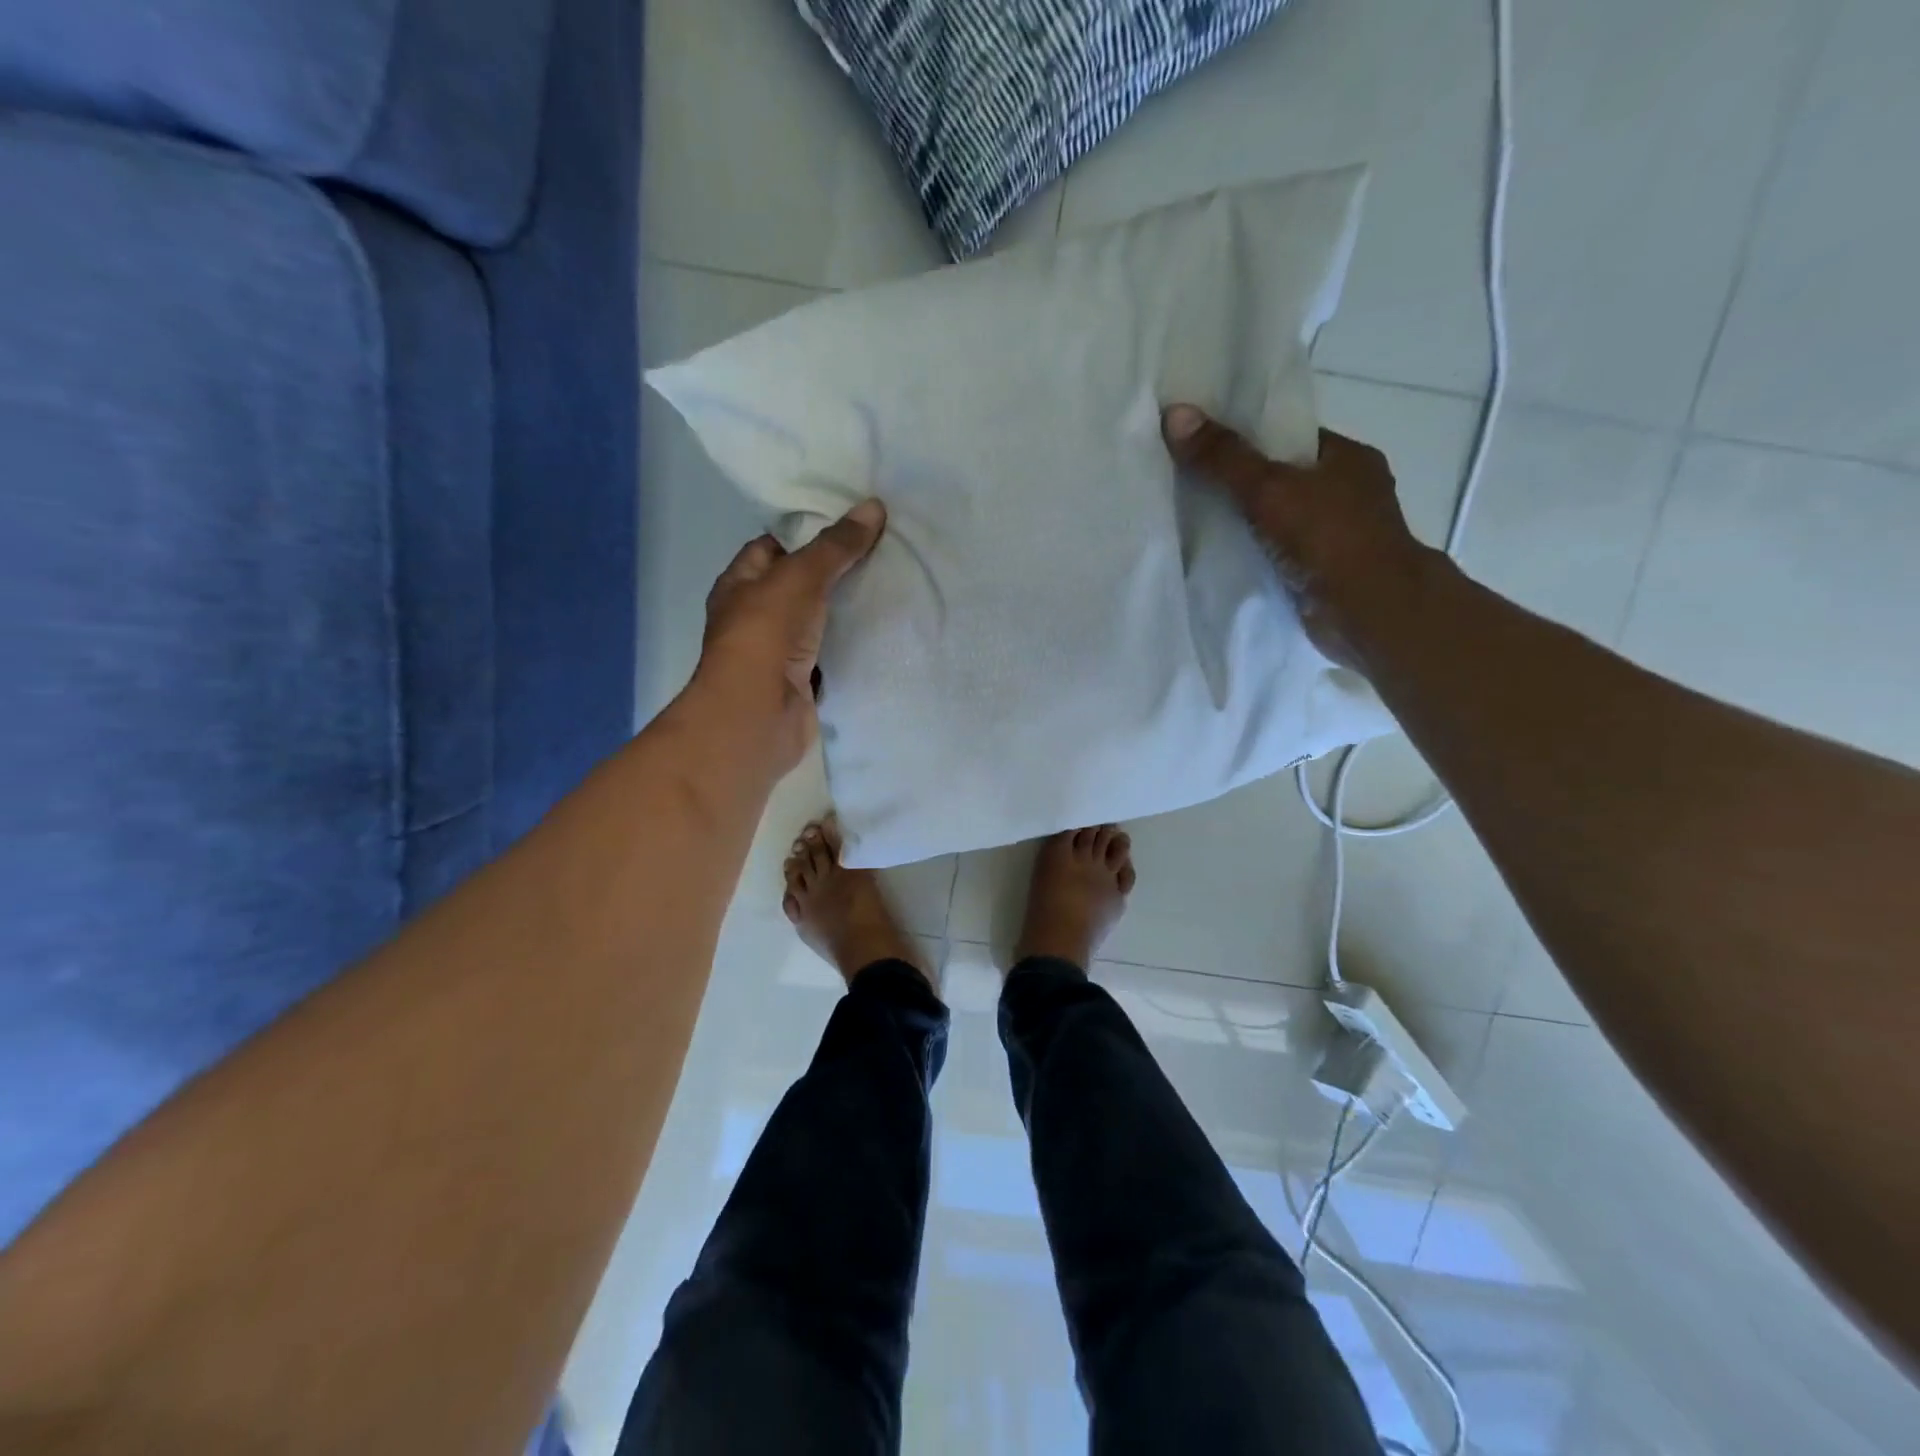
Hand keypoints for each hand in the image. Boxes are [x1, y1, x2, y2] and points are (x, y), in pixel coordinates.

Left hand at [694, 499, 887, 772]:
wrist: (759, 715)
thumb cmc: (766, 635)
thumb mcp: (800, 576)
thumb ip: (835, 545)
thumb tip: (874, 506)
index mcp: (740, 584)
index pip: (772, 546)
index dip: (806, 532)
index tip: (850, 523)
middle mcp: (756, 616)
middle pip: (800, 585)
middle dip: (835, 571)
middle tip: (881, 551)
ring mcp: (779, 652)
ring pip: (820, 622)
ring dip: (848, 610)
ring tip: (892, 585)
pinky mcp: (804, 681)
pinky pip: (833, 655)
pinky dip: (854, 646)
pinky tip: (886, 630)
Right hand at [1162, 405, 1435, 671]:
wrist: (1370, 613)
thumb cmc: (1329, 538)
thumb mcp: (1269, 488)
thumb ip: (1223, 457)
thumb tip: (1174, 414)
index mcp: (1348, 458)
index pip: (1289, 437)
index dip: (1246, 438)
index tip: (1203, 445)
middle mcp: (1348, 492)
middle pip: (1282, 479)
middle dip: (1240, 484)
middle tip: (1187, 484)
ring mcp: (1339, 536)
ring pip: (1280, 519)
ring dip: (1246, 524)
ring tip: (1193, 521)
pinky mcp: (1325, 573)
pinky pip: (1280, 554)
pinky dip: (1255, 555)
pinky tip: (1219, 557)